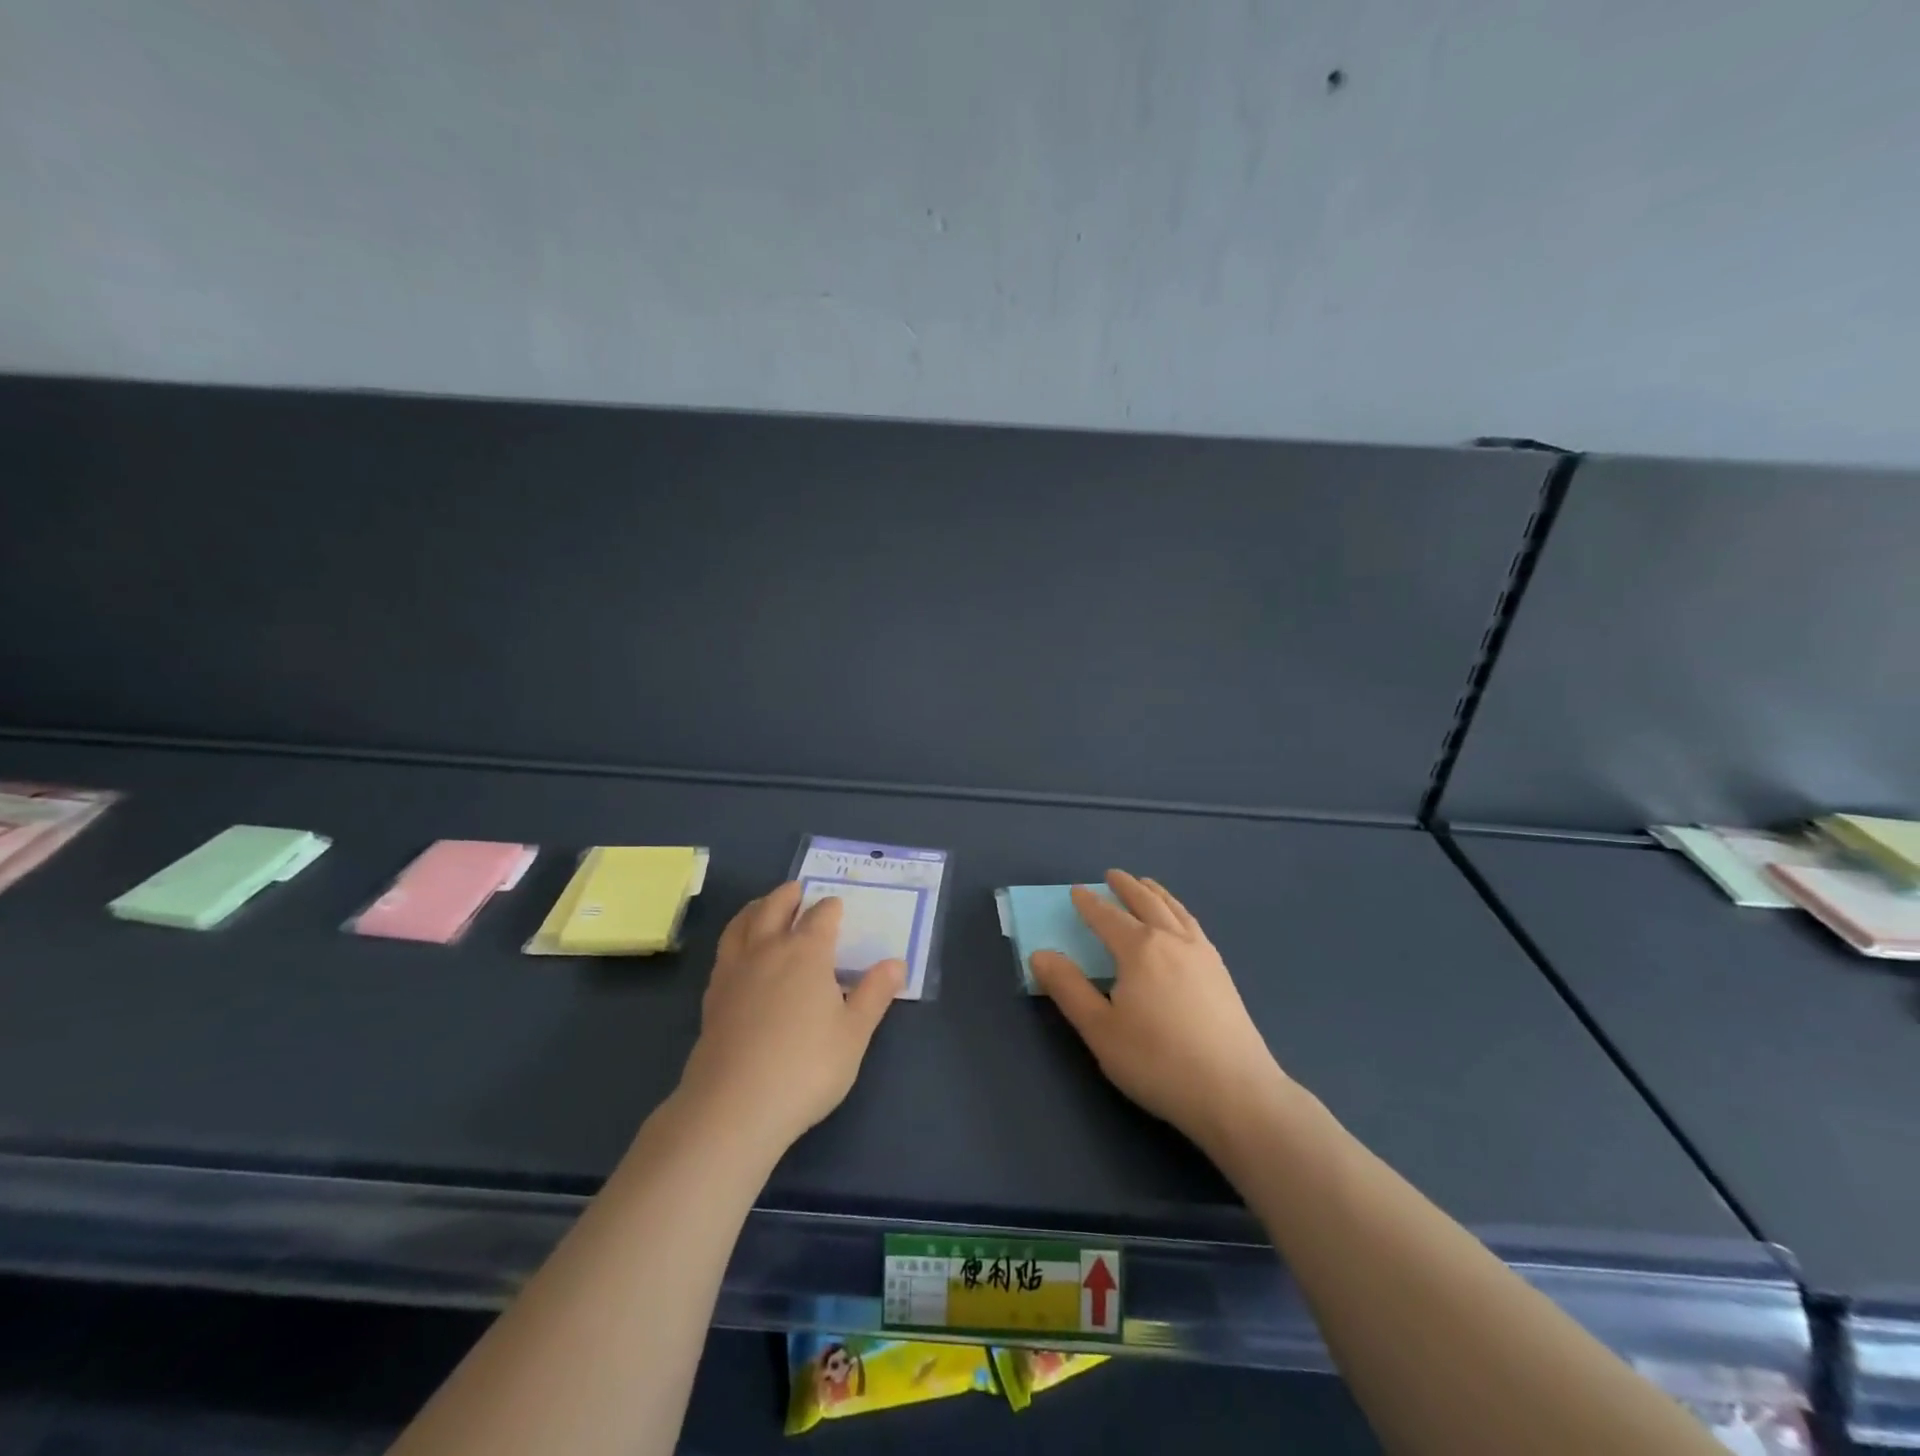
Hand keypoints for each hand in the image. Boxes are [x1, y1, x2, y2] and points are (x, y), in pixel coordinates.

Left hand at [676, 882, 904, 1154]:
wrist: (735, 1106)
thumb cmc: (806, 1067)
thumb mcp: (854, 1034)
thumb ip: (875, 995)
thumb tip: (896, 963)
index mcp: (806, 953)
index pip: (821, 916)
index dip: (831, 908)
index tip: (837, 906)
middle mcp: (768, 950)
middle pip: (775, 907)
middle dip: (789, 895)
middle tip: (797, 889)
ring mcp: (735, 971)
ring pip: (742, 924)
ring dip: (756, 908)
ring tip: (763, 906)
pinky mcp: (713, 996)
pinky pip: (725, 951)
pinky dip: (736, 937)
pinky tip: (740, 953)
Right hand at [1030, 870, 1291, 1159]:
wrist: (1235, 1093)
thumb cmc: (1158, 1061)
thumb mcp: (1100, 1029)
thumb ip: (1068, 989)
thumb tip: (1040, 954)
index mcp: (1140, 949)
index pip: (1107, 917)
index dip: (1089, 904)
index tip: (1076, 891)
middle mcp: (1172, 940)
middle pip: (1146, 902)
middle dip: (1126, 887)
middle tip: (1112, 875)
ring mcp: (1203, 954)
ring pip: (1175, 910)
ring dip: (1156, 893)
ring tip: (1147, 885)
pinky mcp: (1222, 973)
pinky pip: (1194, 925)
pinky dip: (1179, 911)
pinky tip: (1181, 923)